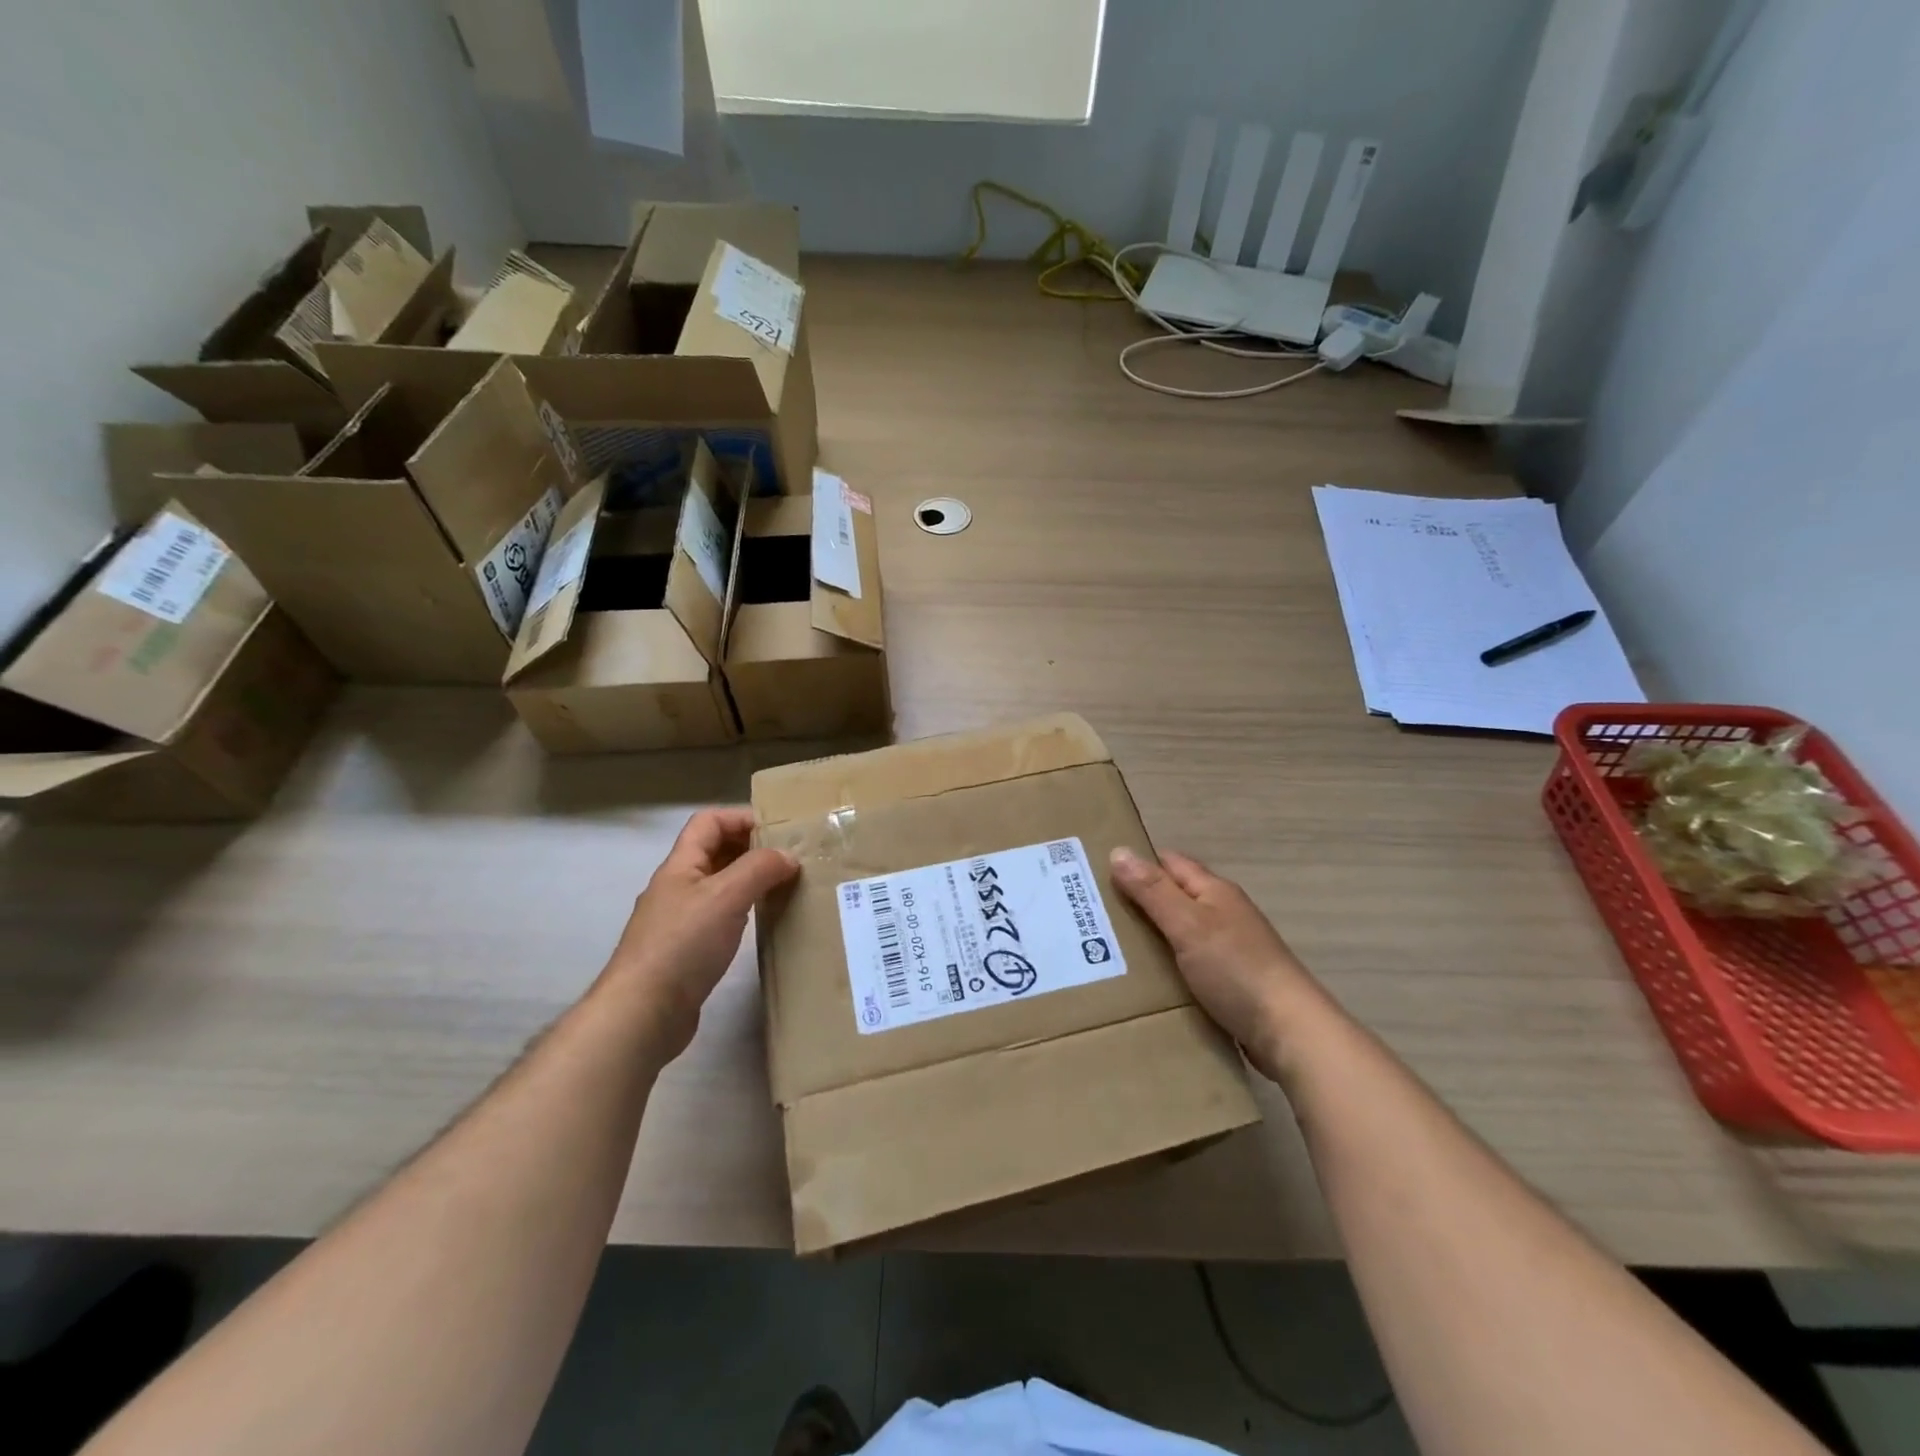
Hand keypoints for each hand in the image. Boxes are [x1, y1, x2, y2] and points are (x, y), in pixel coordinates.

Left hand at [597, 809, 798, 1058]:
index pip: (709, 822)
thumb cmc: (683, 944)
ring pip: (718, 885)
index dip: (742, 818)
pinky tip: (760, 923)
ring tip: (783, 887)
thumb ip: (759, 869)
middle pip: (714, 851)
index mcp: (680, 866)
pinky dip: (742, 911)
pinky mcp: (685, 951)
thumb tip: (788, 856)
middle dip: (750, 848)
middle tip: (789, 858)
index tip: (779, 832)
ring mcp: (679, 920)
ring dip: (749, 880)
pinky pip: (719, 916)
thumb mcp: (726, 896)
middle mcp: (677, 887)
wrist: (642, 1013)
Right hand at [1109, 847, 1321, 1082]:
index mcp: (1214, 891)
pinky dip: (1166, 966)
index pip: (1168, 862)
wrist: (1289, 1033)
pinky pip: (1188, 964)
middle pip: (1172, 897)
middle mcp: (1223, 913)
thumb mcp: (1188, 925)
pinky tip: (1145, 982)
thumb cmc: (1236, 971)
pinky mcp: (1230, 982)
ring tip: (1107, 949)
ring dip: (1149, 937)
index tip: (1094, 875)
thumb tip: (1119, 851)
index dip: (1135, 864)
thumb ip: (1153, 891)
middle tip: (1091, 916)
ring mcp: (1229, 949)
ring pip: (1178, 932)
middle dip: (1136, 903)